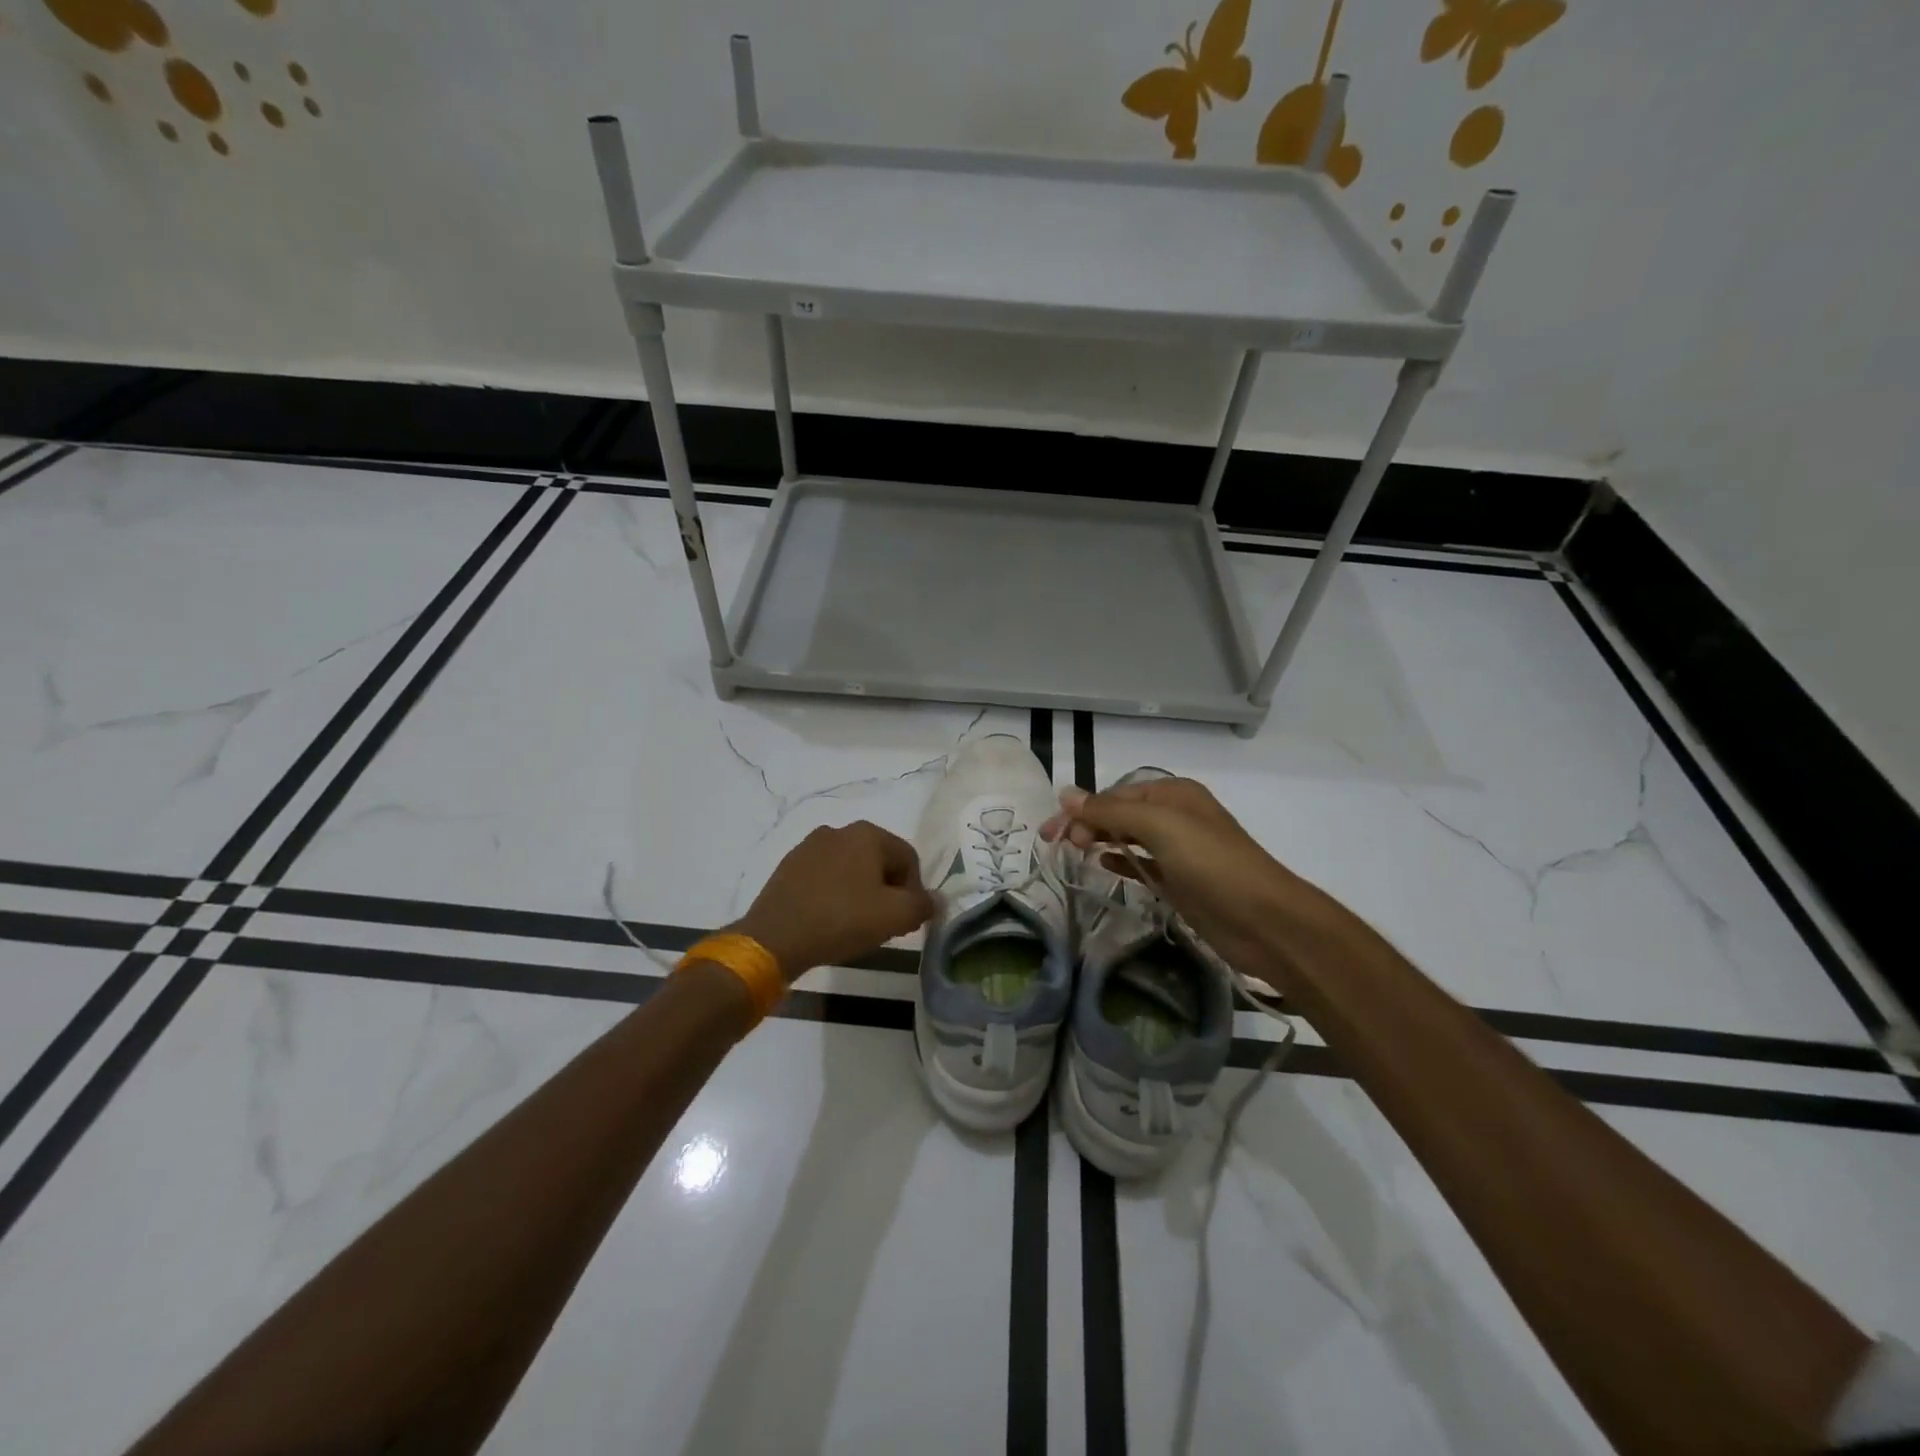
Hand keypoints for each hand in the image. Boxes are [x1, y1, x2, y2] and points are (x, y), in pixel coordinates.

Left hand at [732, 821, 937, 980]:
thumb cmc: (841, 919)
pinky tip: (829, 920)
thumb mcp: (895, 916)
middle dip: (887, 891)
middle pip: (879, 862)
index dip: (914, 891)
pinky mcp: (788, 867)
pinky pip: (824, 878)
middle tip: (884, 924)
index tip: (906, 921)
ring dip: (860, 893)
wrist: (774, 938)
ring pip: (851, 869)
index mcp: (867, 833)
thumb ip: (923, 905)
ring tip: (855, 925)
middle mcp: (838, 831)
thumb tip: (935, 900)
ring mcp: (809, 846)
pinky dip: (834, 895)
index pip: (908, 859)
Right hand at [1041, 776, 1337, 974]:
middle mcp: (1175, 816)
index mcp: (1173, 794)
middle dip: (1086, 824)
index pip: (1114, 794)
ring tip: (1071, 852)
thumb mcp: (1160, 827)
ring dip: (1100, 840)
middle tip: (1054, 844)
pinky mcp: (1179, 881)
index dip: (1081, 809)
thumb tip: (1066, 794)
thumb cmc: (1212, 864)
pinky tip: (1100, 865)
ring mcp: (1178, 850)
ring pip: (1128, 838)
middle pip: (1119, 813)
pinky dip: (1119, 861)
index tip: (1052, 832)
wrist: (1264, 921)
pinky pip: (1141, 863)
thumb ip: (1111, 811)